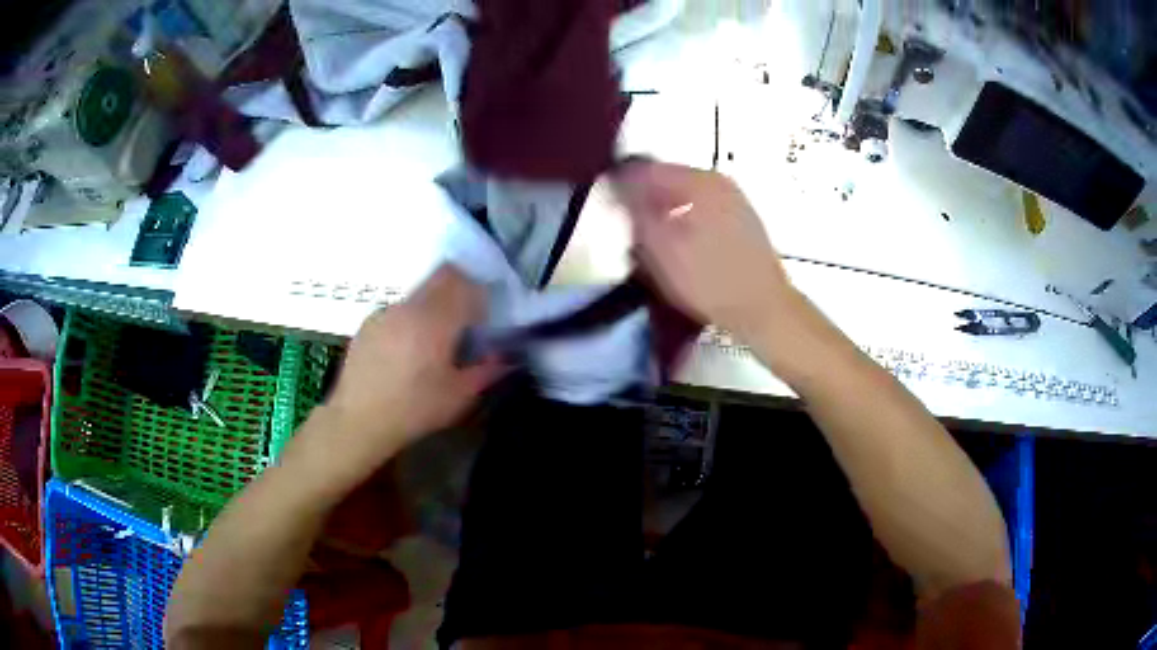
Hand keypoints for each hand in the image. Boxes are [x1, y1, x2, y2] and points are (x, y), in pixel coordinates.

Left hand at [315, 265, 502, 472]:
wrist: (358, 420)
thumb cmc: (414, 410)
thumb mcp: (459, 396)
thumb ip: (486, 370)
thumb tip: (504, 356)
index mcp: (434, 320)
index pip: (463, 281)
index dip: (478, 291)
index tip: (484, 314)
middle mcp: (409, 307)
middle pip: (441, 277)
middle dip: (458, 291)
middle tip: (464, 321)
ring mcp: (385, 312)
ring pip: (419, 295)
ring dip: (432, 308)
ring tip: (431, 344)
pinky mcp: (368, 323)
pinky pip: (398, 311)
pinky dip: (409, 321)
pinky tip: (405, 353)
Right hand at [612, 161, 794, 339]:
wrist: (764, 310)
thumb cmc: (709, 282)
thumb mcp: (661, 249)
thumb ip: (636, 212)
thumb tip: (619, 187)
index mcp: (699, 181)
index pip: (647, 169)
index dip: (621, 186)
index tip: (607, 209)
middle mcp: (718, 181)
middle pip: (667, 181)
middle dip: (644, 202)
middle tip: (628, 232)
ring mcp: (734, 200)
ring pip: (684, 197)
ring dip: (663, 215)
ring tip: (651, 246)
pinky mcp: (741, 221)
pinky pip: (700, 211)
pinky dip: (683, 224)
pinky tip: (679, 250)